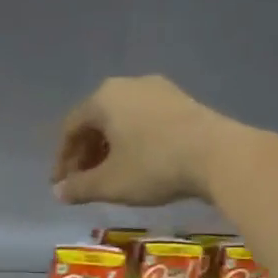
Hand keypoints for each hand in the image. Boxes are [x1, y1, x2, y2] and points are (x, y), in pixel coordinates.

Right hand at [51, 76, 238, 206]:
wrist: (218, 155)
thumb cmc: (153, 166)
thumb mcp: (109, 183)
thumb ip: (79, 187)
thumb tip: (59, 192)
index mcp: (103, 98)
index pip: (71, 128)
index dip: (62, 159)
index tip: (61, 185)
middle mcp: (128, 84)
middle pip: (96, 121)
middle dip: (86, 154)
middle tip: (84, 182)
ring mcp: (158, 90)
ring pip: (121, 120)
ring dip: (109, 149)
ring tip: (110, 176)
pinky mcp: (181, 101)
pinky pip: (144, 121)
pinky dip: (133, 142)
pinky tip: (138, 165)